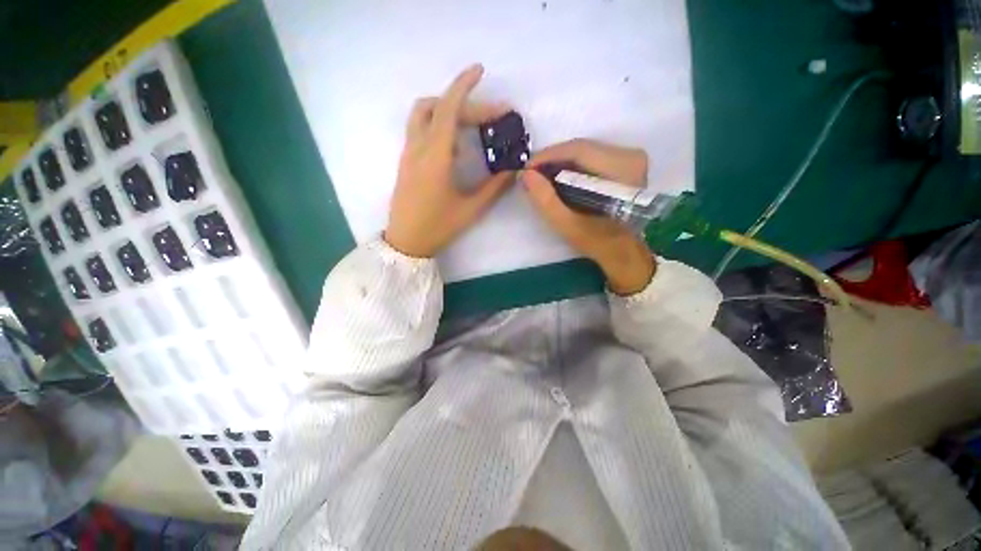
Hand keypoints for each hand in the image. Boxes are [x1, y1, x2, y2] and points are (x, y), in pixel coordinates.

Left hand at [384, 64, 515, 257]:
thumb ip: (494, 187)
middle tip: (491, 118)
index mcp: (435, 157)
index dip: (464, 86)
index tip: (480, 71)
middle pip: (437, 107)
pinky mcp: (406, 161)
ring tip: (470, 129)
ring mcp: (408, 154)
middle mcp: (418, 148)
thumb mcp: (471, 210)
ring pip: (423, 115)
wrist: (406, 242)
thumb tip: (514, 170)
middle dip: (465, 104)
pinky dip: (438, 126)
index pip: (448, 109)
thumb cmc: (438, 227)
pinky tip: (454, 148)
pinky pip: (419, 131)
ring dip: (446, 110)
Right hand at [522, 139, 655, 294]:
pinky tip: (556, 178)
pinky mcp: (625, 163)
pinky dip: (571, 166)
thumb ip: (546, 200)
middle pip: (582, 148)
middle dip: (552, 160)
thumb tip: (526, 174)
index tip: (526, 168)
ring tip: (540, 177)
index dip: (548, 156)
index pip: (579, 150)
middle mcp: (631, 157)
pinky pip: (591, 157)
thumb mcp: (568, 225)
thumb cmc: (597, 241)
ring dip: (559, 162)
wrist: (622, 251)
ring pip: (585, 151)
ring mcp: (629, 158)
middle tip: (530, 174)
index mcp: (623, 170)